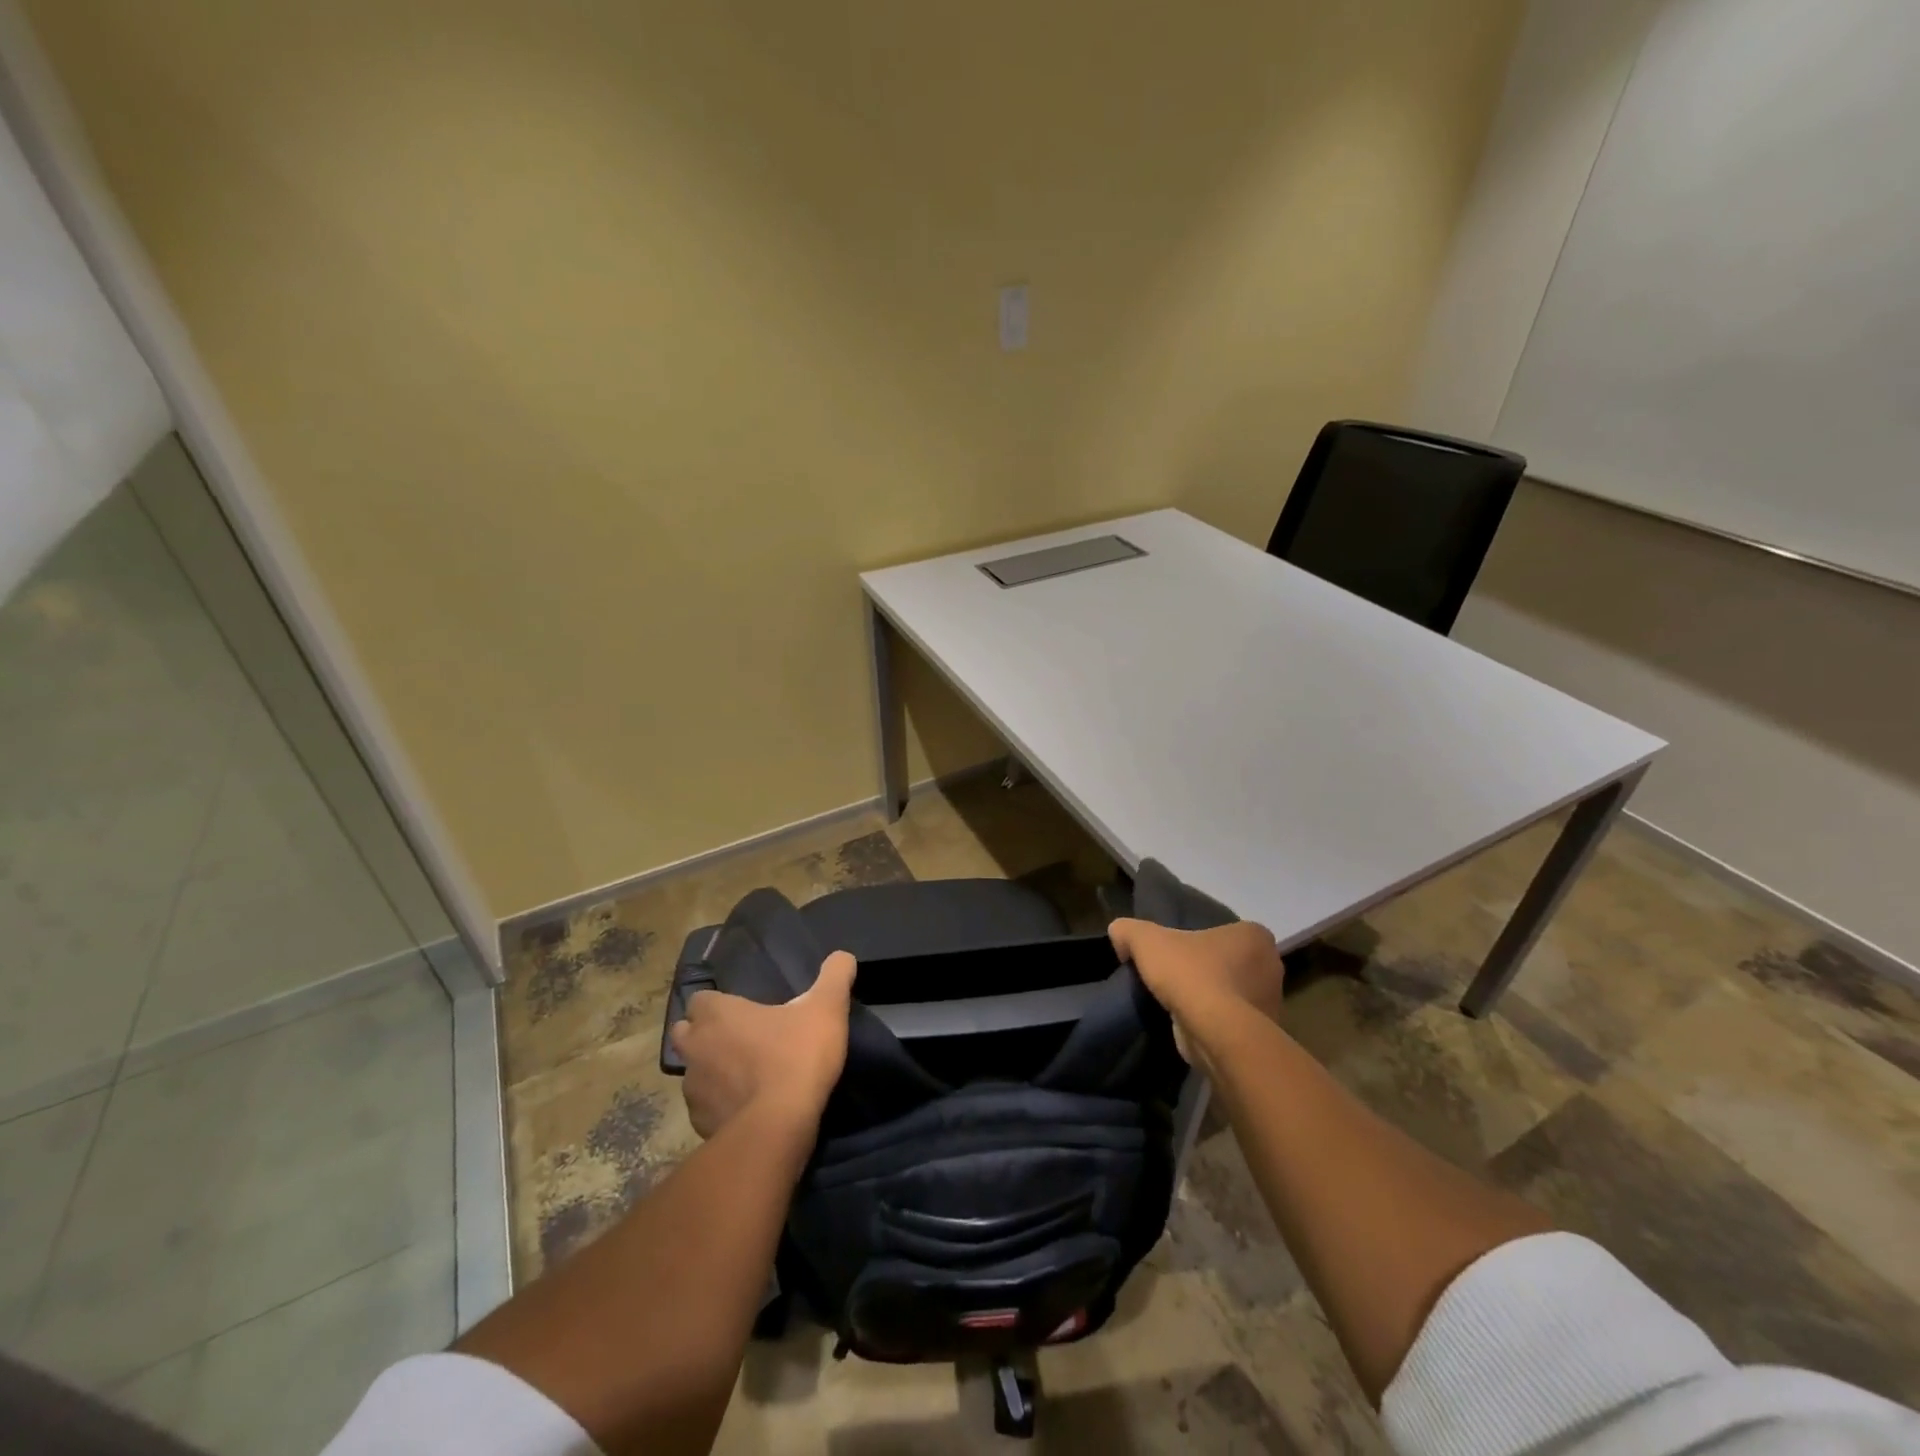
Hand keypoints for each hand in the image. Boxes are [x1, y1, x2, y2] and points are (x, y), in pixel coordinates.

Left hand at [669, 951, 856, 1139]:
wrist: (779, 1127)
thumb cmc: (797, 1056)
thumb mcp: (826, 1007)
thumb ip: (834, 976)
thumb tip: (843, 956)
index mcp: (718, 1015)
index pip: (700, 1000)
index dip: (718, 1004)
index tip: (741, 1010)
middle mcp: (696, 1048)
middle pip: (686, 1034)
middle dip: (704, 1035)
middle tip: (739, 1040)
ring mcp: (693, 1090)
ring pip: (694, 1073)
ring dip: (713, 1072)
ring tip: (745, 1077)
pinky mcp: (700, 1124)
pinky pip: (706, 1108)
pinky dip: (721, 1105)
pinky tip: (746, 1109)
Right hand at [1108, 918, 1283, 1063]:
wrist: (1216, 1033)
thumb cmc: (1190, 974)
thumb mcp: (1146, 941)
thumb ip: (1129, 931)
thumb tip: (1119, 934)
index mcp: (1254, 936)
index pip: (1225, 932)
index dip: (1200, 940)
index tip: (1177, 952)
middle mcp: (1271, 966)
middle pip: (1232, 962)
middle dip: (1208, 969)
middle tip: (1177, 976)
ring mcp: (1271, 1003)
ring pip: (1235, 993)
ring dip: (1212, 998)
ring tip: (1181, 1004)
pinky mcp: (1264, 1036)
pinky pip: (1234, 1022)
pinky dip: (1216, 1024)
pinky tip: (1192, 1026)